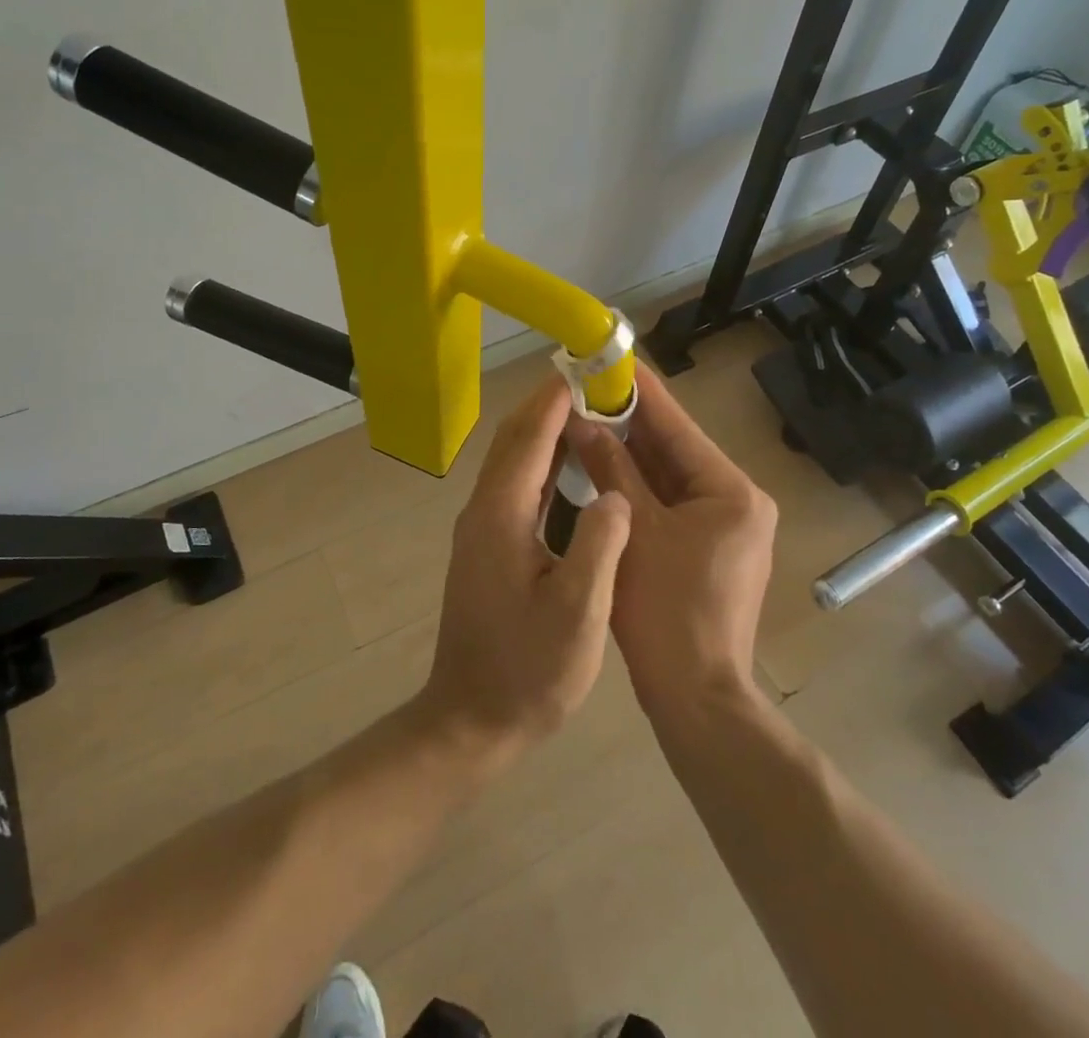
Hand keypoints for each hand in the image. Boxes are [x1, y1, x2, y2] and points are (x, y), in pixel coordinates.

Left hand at [416, 376, 631, 769]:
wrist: (471, 720)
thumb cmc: (527, 673)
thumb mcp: (577, 615)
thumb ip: (599, 547)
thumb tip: (617, 496)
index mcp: (501, 516)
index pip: (530, 437)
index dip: (558, 399)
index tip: (590, 369)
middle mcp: (484, 510)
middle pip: (514, 438)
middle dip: (552, 404)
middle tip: (598, 385)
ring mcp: (482, 528)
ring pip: (513, 459)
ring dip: (547, 429)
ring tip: (593, 414)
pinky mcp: (488, 545)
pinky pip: (516, 485)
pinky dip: (543, 461)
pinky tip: (573, 467)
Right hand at [568, 362, 776, 720]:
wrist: (695, 700)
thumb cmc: (666, 612)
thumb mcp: (635, 531)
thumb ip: (611, 470)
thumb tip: (583, 423)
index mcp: (732, 492)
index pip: (679, 427)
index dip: (642, 391)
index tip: (613, 358)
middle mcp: (740, 502)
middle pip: (676, 450)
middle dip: (631, 423)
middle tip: (590, 388)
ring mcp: (729, 528)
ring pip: (672, 478)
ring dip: (632, 454)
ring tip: (590, 416)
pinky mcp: (713, 550)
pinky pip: (672, 505)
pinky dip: (640, 488)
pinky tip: (605, 466)